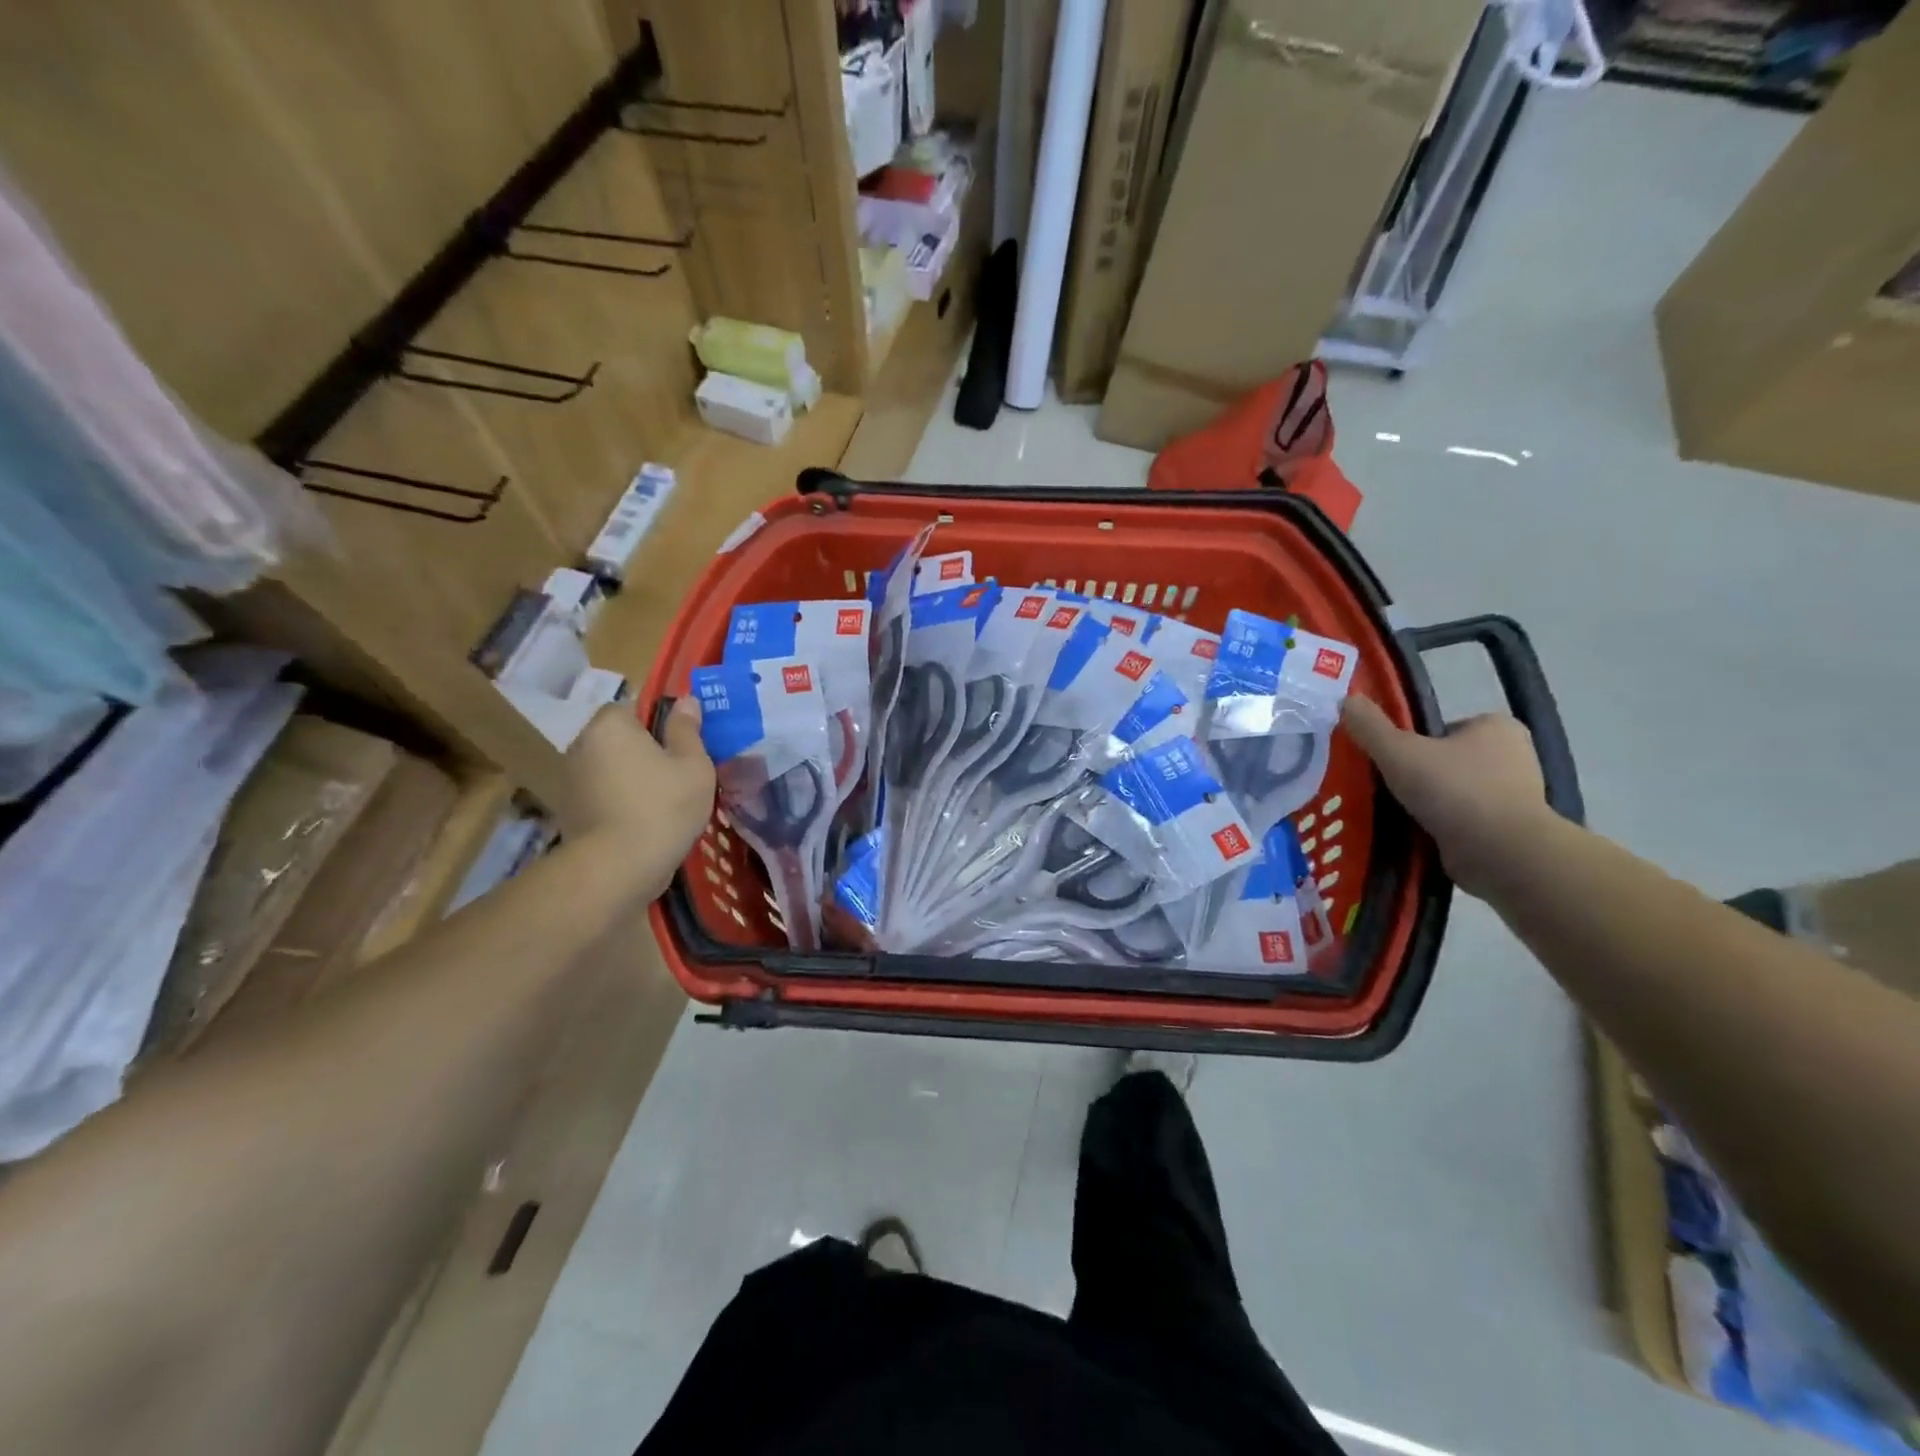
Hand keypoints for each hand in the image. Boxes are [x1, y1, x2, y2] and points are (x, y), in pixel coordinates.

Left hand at [560, 700, 714, 893]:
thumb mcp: (693, 765)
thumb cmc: (662, 806)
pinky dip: (622, 801)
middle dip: (647, 750)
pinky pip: (604, 794)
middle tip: (681, 772)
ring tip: (666, 800)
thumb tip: (685, 701)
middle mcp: (582, 745)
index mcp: (611, 725)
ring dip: (634, 777)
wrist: (617, 868)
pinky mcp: (570, 812)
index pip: (635, 706)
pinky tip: (646, 821)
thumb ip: (687, 729)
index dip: (662, 721)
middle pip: (621, 738)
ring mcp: (571, 780)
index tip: (684, 743)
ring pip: (613, 767)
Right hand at [1340, 696, 1556, 897]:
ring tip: (1397, 815)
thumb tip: (1347, 700)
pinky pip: (1463, 822)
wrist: (1501, 853)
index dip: (1411, 743)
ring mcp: (1515, 796)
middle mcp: (1514, 756)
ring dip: (1428, 804)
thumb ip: (1370, 726)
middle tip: (1388, 789)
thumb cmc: (1454, 790)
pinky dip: (1440, 827)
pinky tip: (1417, 835)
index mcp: (1496, 727)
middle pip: (1446, 761)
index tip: (1391, 762)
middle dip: (1419, 775)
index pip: (1442, 729)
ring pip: (1453, 793)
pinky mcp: (1509, 831)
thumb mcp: (1398, 751)